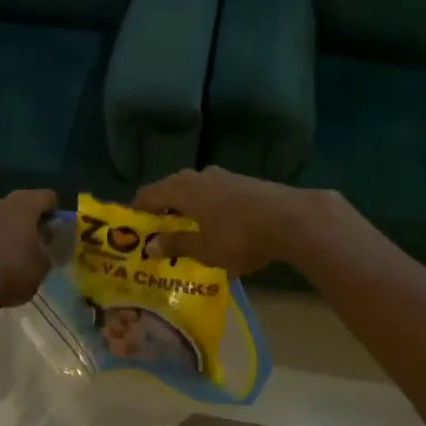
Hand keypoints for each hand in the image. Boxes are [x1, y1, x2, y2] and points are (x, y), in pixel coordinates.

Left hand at [0, 189, 56, 309]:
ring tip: (13, 255)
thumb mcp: (44, 265)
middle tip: (36, 243)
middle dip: (30, 220)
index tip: (56, 233)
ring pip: (0, 217)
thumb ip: (49, 248)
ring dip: (8, 230)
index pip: (47, 197)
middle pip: (21, 204)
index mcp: (24, 204)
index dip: (55, 213)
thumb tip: (47, 240)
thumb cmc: (11, 272)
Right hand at [134, 167, 332, 277]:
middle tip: (159, 234)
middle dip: (163, 210)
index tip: (134, 231)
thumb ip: (176, 244)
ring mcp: (223, 176)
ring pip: (195, 190)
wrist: (291, 219)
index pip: (148, 194)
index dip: (138, 211)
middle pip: (171, 189)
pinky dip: (207, 207)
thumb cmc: (239, 236)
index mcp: (182, 189)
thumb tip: (150, 246)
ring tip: (187, 231)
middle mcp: (199, 176)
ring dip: (187, 208)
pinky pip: (214, 193)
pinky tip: (216, 226)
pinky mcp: (244, 182)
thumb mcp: (204, 248)